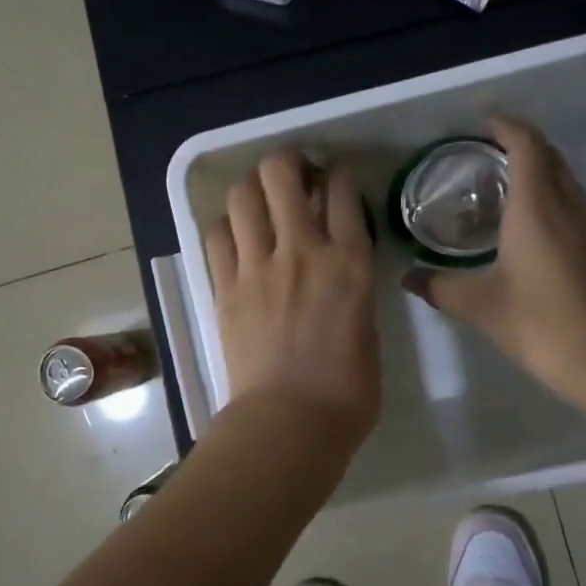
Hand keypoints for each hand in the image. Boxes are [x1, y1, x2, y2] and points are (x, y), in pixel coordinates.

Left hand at [204, 150, 380, 451]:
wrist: (290, 423)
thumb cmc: (346, 390)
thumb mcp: (368, 326)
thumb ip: (354, 285)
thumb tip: (340, 265)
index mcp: (350, 262)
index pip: (342, 190)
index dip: (337, 175)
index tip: (333, 180)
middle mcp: (303, 250)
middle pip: (282, 174)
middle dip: (286, 163)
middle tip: (291, 176)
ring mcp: (257, 266)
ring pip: (242, 196)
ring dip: (252, 188)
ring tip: (259, 200)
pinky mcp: (225, 287)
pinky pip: (217, 236)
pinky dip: (227, 227)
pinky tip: (236, 238)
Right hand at [403, 118, 585, 404]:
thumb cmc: (537, 321)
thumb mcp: (478, 304)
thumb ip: (438, 285)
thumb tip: (407, 278)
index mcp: (536, 206)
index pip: (526, 144)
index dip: (504, 126)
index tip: (479, 124)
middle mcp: (567, 204)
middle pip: (549, 154)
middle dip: (518, 143)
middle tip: (482, 154)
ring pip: (564, 177)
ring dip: (536, 169)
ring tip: (500, 185)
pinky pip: (571, 201)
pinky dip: (548, 194)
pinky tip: (526, 224)